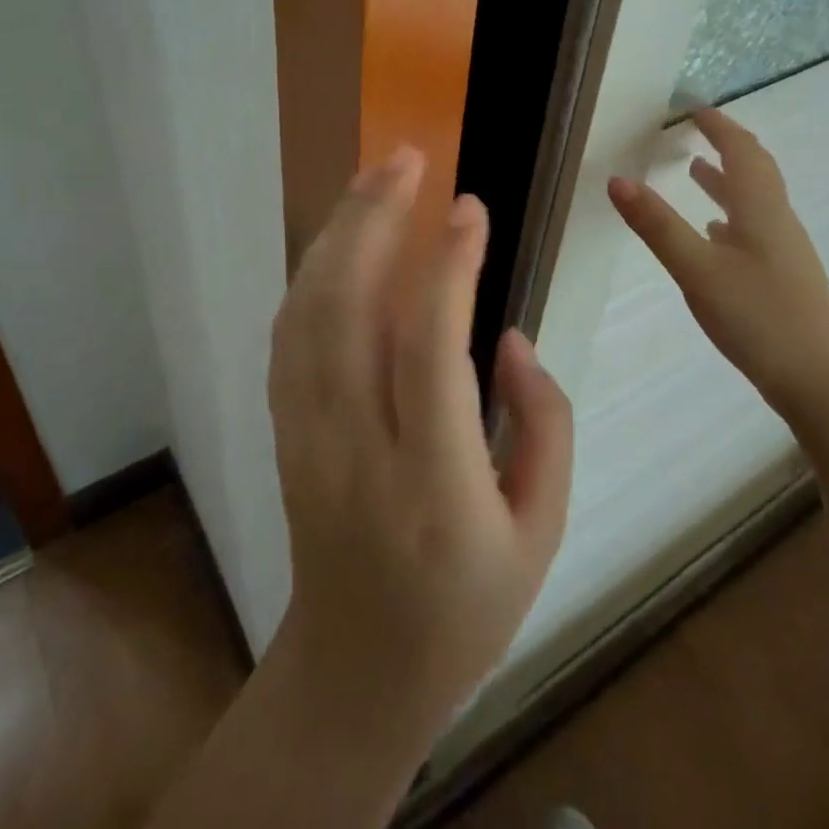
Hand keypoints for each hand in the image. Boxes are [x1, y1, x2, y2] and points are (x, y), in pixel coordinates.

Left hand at [265, 146, 574, 752]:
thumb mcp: (543, 530)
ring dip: (337, 233)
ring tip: (375, 179)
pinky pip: (288, 335)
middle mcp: (357, 453)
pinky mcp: (284, 432)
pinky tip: (340, 238)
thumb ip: (545, 423)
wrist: (356, 669)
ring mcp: (306, 439)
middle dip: (371, 220)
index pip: (430, 353)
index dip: (448, 269)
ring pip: (306, 313)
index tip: (468, 208)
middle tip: (406, 159)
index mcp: (435, 487)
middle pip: (345, 313)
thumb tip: (508, 335)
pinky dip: (311, 272)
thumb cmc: (467, 608)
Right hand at [606, 109, 828, 411]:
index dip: (718, 126)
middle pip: (755, 170)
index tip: (693, 108)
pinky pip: (754, 229)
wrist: (821, 382)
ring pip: (754, 201)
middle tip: (697, 131)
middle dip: (727, 145)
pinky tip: (715, 234)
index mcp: (760, 209)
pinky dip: (730, 216)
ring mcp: (784, 251)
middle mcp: (776, 221)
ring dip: (727, 179)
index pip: (740, 151)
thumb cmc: (758, 317)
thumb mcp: (696, 269)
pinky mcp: (783, 278)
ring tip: (696, 172)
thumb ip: (657, 225)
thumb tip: (617, 180)